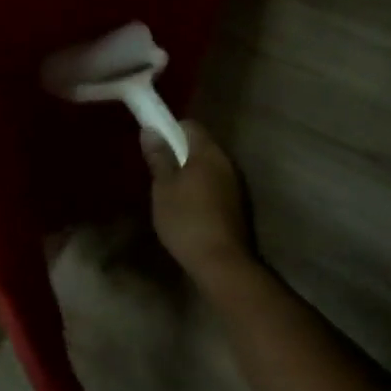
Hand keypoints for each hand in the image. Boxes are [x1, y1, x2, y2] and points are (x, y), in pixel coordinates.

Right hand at [142, 121, 256, 290]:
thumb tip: (150, 130)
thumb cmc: (187, 220)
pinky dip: (202, 190)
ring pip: (209, 168)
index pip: (190, 125)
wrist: (223, 265)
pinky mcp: (240, 206)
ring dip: (191, 174)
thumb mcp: (163, 187)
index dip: (169, 129)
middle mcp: (227, 162)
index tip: (154, 146)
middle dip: (180, 153)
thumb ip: (158, 156)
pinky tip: (189, 210)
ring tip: (171, 193)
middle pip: (201, 146)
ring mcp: (237, 185)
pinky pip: (217, 186)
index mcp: (209, 152)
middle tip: (159, 171)